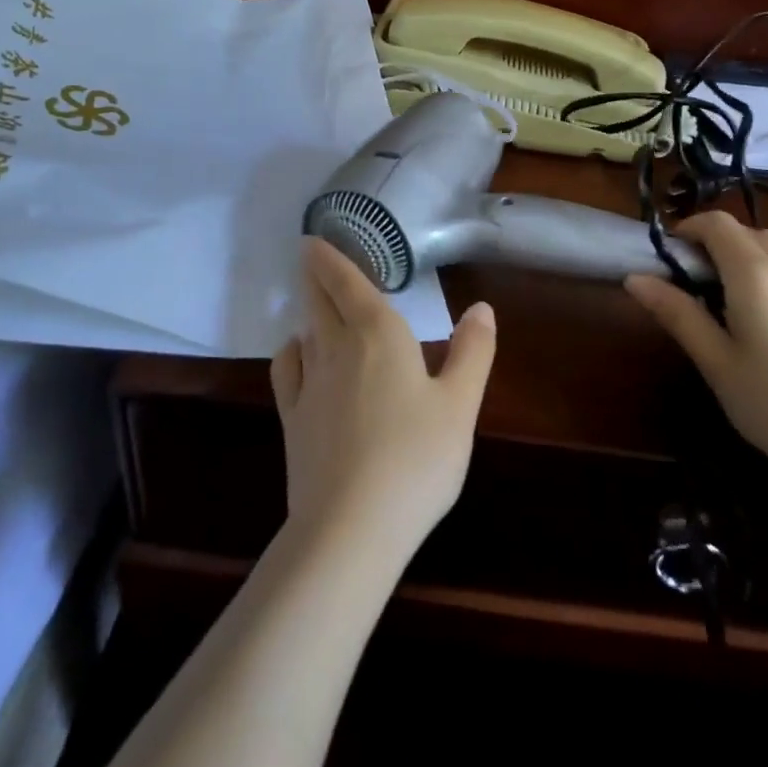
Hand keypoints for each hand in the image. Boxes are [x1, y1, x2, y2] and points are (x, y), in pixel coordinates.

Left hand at [270, 238, 496, 566]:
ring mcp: (309, 384)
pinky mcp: (292, 418)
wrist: (351, 526)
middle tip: (310, 257)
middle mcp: (337, 348)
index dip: (331, 259)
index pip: (349, 283)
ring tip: (314, 302)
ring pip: (304, 330)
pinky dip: (290, 351)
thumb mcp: (460, 405)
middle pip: (321, 300)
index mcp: (379, 334)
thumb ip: (472, 352)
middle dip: (316, 275)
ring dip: (307, 309)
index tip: (314, 240)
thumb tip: (481, 307)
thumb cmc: (417, 459)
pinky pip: (286, 369)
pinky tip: (298, 353)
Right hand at [624, 212, 767, 492]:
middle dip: (722, 246)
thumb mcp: (715, 362)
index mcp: (756, 276)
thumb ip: (676, 312)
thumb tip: (635, 278)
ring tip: (744, 303)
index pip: (718, 224)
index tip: (674, 255)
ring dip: (756, 260)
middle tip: (703, 285)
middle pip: (751, 233)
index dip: (691, 228)